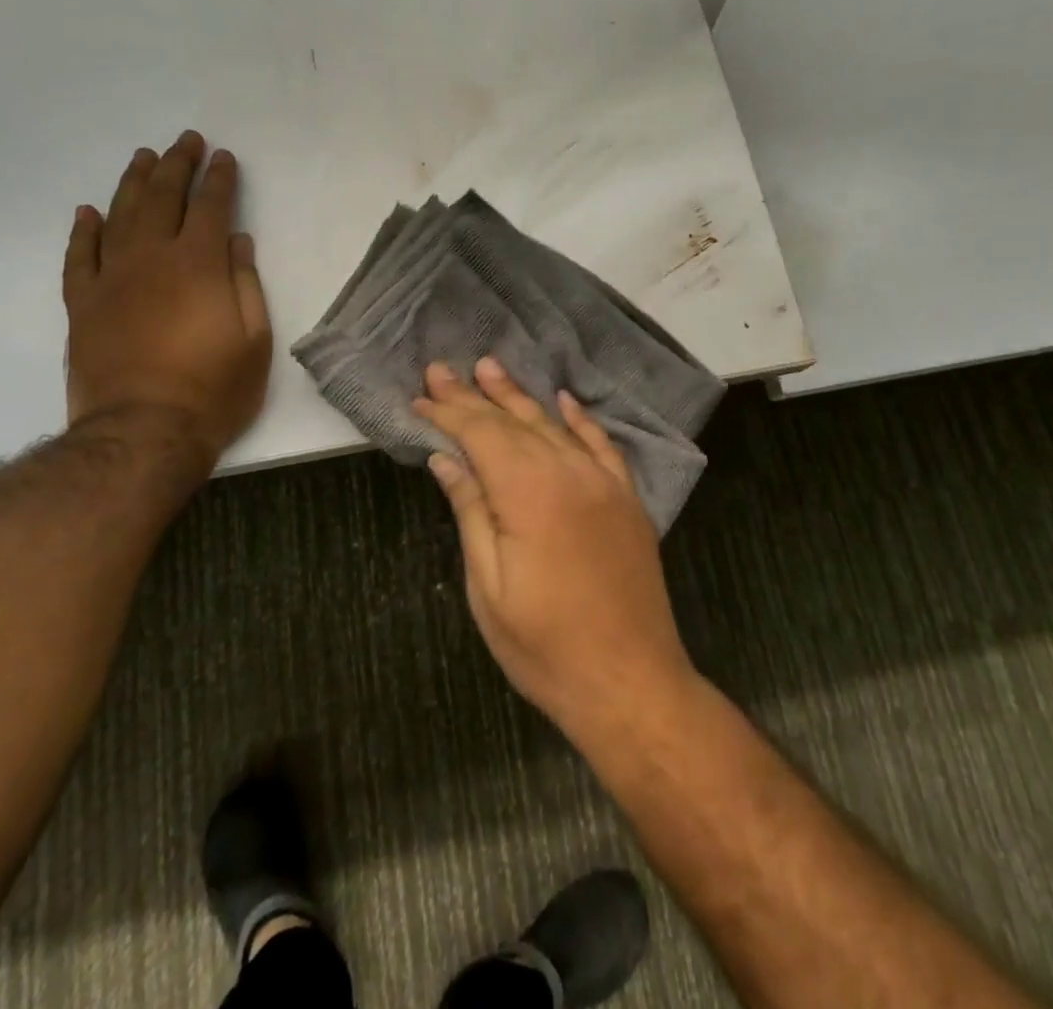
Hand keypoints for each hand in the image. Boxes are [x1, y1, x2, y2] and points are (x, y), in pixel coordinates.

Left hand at [64, 132, 271, 478]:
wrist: (143, 432)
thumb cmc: (214, 389)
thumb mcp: (255, 339)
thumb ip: (246, 283)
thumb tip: (238, 241)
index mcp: (200, 265)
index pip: (211, 207)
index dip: (219, 179)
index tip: (224, 157)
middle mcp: (152, 259)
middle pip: (163, 198)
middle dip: (177, 165)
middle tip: (185, 141)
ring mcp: (111, 279)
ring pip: (119, 216)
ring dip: (132, 183)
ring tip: (143, 158)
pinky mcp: (82, 304)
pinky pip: (78, 257)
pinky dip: (83, 230)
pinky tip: (88, 211)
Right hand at [415, 358, 695, 735]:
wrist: (631, 682)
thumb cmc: (546, 647)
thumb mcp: (489, 588)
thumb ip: (471, 512)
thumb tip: (446, 459)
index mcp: (529, 493)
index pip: (480, 435)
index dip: (449, 413)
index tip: (421, 394)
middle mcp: (569, 473)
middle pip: (513, 423)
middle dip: (474, 396)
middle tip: (443, 369)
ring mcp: (604, 483)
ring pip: (553, 426)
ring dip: (519, 397)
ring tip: (490, 369)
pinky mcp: (627, 498)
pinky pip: (601, 445)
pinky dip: (579, 419)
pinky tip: (563, 400)